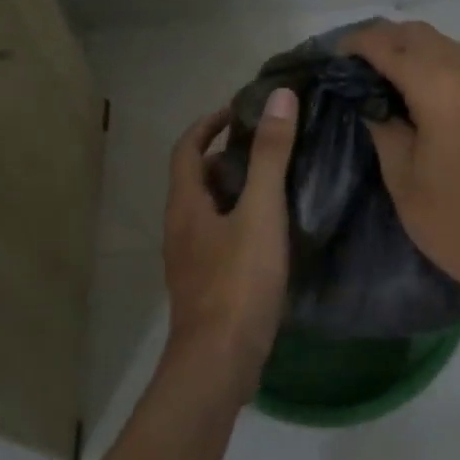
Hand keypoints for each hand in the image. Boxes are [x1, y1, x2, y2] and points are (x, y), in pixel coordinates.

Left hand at [161, 88, 299, 397]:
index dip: (209, 124)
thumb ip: (271, 155)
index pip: (187, 149)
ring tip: (275, 181)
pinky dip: (241, 221)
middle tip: (267, 144)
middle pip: (197, 179)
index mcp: (186, 205)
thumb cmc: (238, 281)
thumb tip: (279, 97)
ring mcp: (191, 260)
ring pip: (209, 210)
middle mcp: (181, 228)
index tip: (239, 111)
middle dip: (227, 156)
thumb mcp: (260, 212)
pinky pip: (220, 238)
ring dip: (235, 189)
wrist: (220, 362)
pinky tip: (271, 231)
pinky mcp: (206, 286)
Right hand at [345, 20, 459, 312]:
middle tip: (355, 67)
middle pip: (420, 34)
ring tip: (384, 79)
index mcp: (442, 89)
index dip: (357, 44)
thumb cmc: (458, 223)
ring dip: (412, 50)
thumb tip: (370, 100)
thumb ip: (384, 127)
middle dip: (383, 40)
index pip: (389, 45)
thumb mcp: (404, 179)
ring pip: (446, 45)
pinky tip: (422, 95)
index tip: (334, 58)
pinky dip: (438, 64)